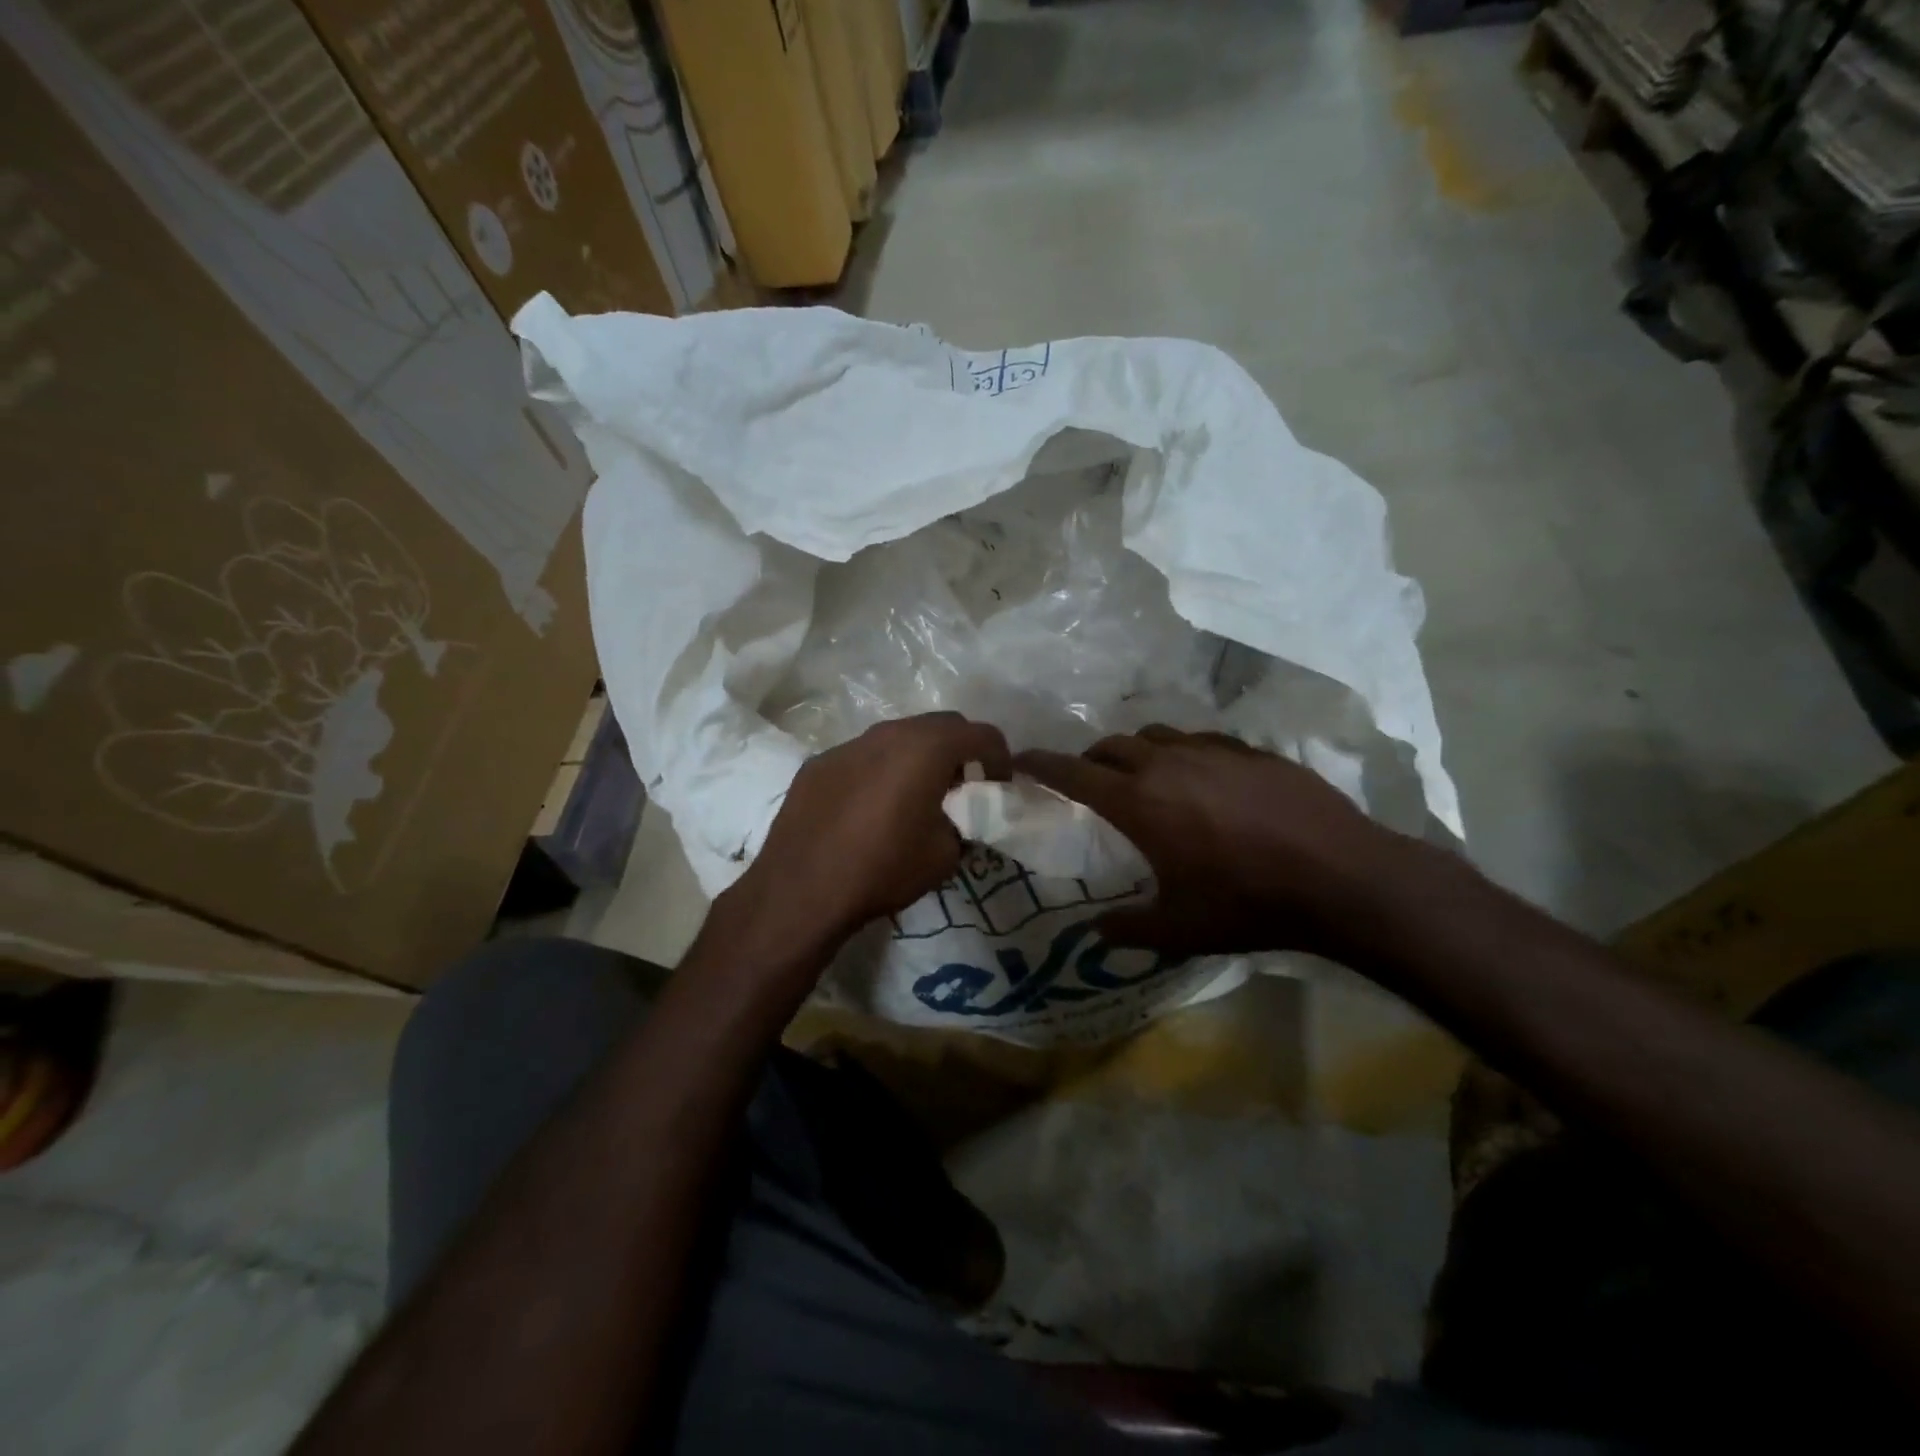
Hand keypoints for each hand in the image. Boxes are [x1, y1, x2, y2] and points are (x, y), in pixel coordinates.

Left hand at [725, 713, 1010, 950]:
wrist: (801, 889)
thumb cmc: (883, 869)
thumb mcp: (945, 855)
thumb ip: (963, 823)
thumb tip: (959, 817)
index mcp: (927, 748)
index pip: (982, 734)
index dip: (1000, 758)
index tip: (998, 787)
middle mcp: (888, 733)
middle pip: (940, 725)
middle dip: (960, 750)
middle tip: (962, 786)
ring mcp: (849, 744)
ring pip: (898, 737)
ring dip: (918, 757)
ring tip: (916, 795)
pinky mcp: (819, 762)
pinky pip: (863, 756)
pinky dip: (881, 770)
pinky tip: (870, 807)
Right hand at [1016, 726, 1406, 960]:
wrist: (1340, 875)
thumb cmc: (1248, 903)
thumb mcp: (1180, 929)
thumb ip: (1128, 929)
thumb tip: (1094, 932)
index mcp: (1139, 802)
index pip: (1073, 771)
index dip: (1041, 764)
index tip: (1021, 760)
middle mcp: (1167, 764)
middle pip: (1111, 746)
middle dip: (1090, 760)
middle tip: (1090, 782)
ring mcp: (1212, 750)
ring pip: (1155, 736)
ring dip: (1136, 752)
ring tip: (1144, 776)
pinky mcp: (1250, 750)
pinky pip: (1200, 740)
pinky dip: (1183, 754)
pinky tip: (1203, 779)